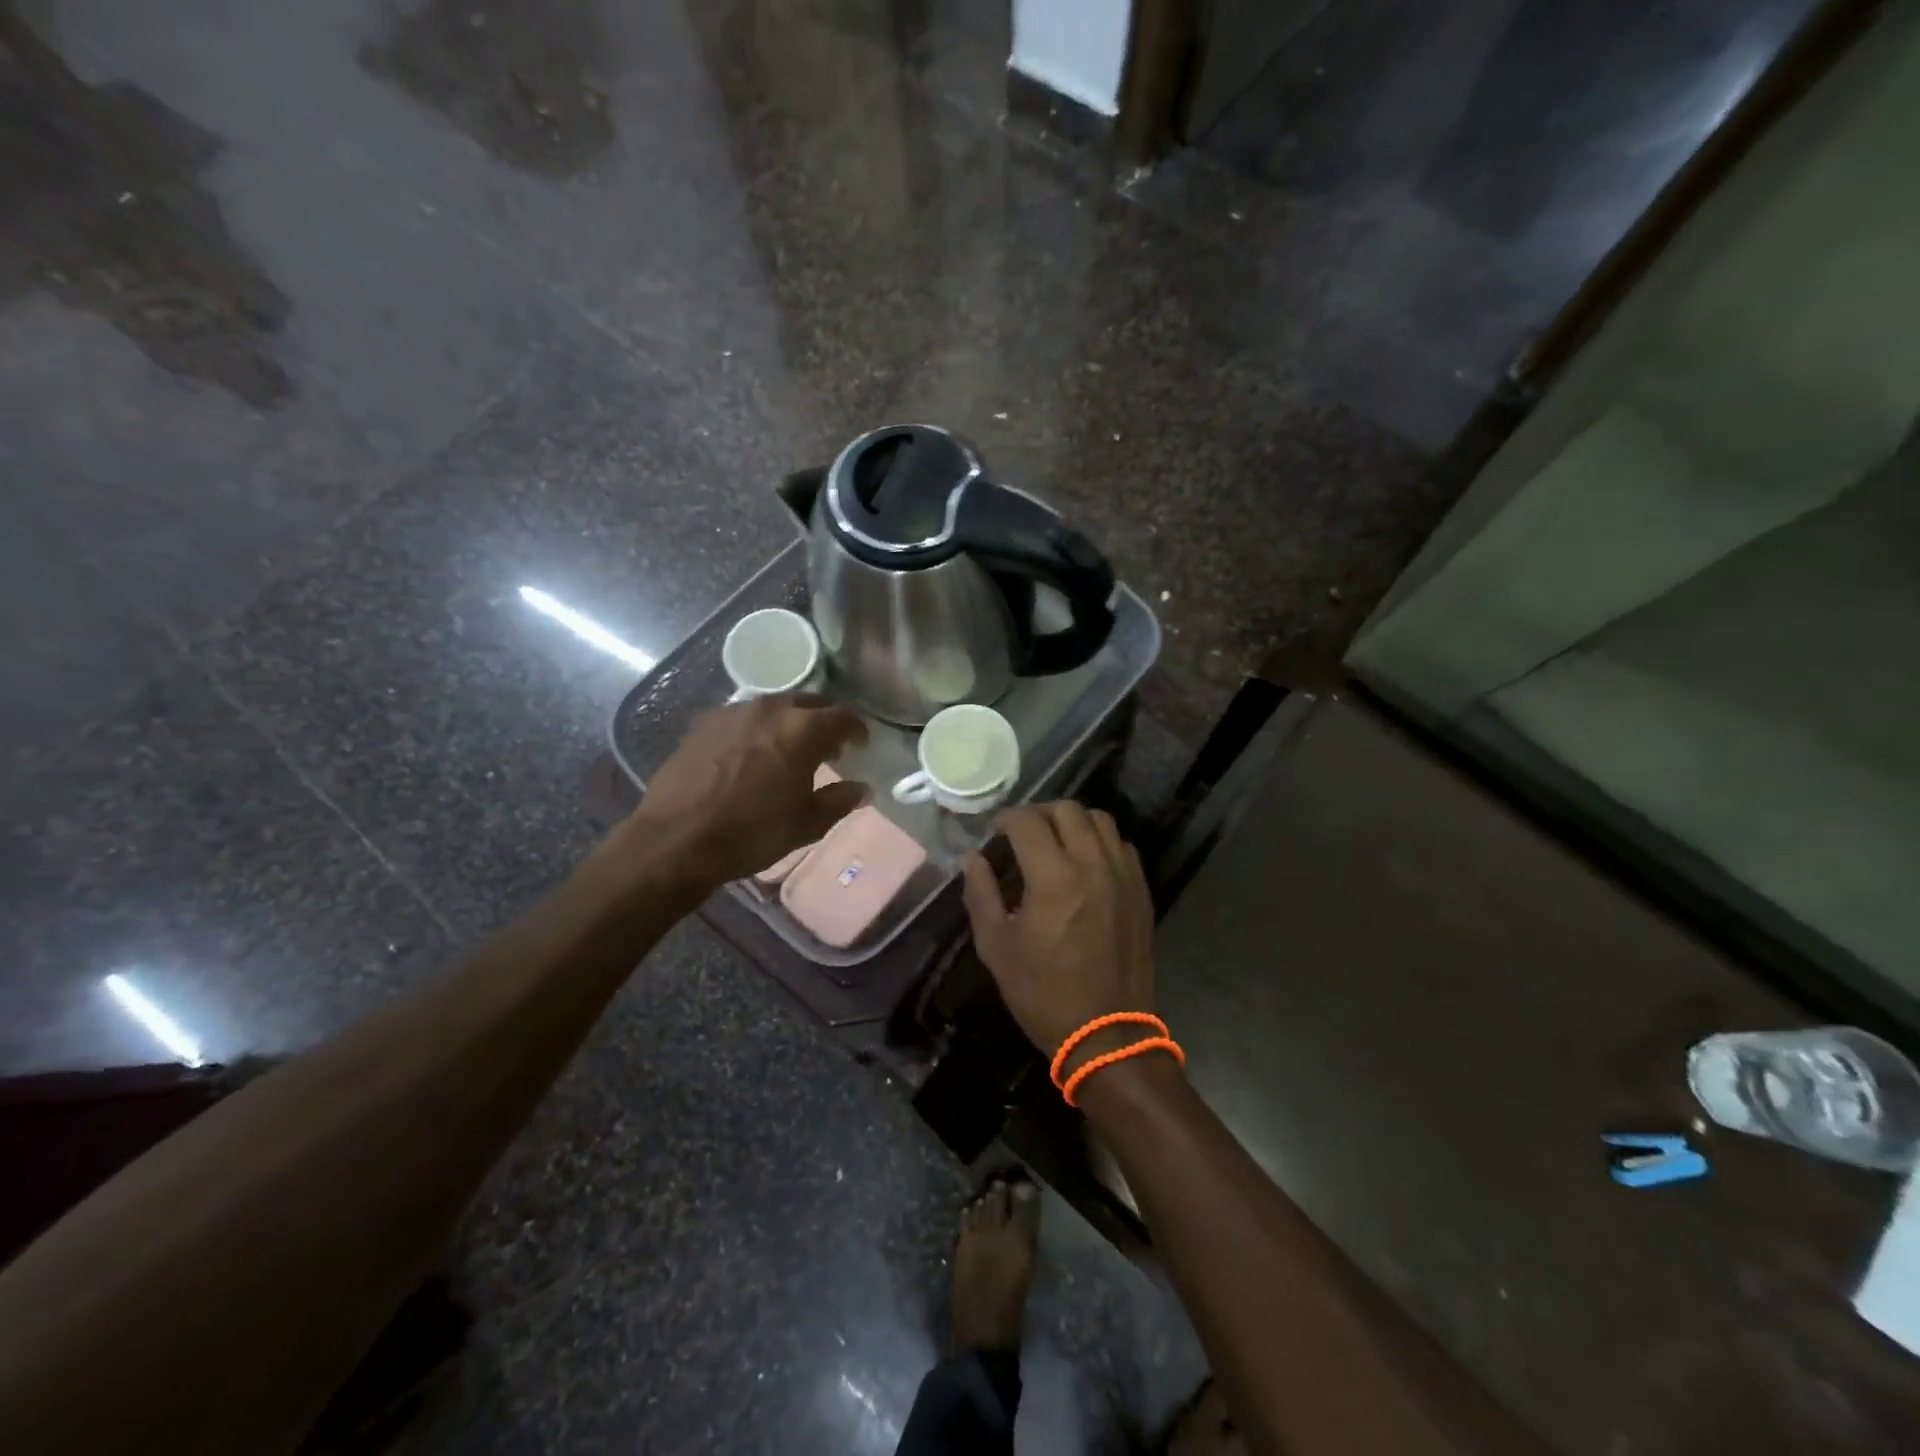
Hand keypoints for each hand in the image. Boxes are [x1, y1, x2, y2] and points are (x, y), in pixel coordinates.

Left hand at [602, 693, 866, 893]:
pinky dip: (758, 729)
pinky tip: (752, 753)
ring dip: (789, 722)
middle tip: (828, 747)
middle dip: (824, 721)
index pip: (843, 717)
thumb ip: (840, 800)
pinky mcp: (705, 723)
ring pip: (774, 707)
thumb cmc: (752, 832)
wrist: (676, 839)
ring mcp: (733, 712)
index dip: (857, 729)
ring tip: (789, 749)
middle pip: (809, 703)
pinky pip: (743, 717)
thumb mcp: (806, 824)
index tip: (860, 744)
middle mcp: (770, 709)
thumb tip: (861, 788)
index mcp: (802, 730)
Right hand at [962, 803, 1155, 1058]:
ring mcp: (1124, 876)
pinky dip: (1100, 841)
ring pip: (1101, 821)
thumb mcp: (996, 947)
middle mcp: (1093, 866)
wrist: (1107, 1034)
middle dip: (1039, 813)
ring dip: (1073, 822)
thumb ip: (980, 894)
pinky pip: (1122, 846)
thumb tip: (972, 858)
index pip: (1028, 822)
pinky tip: (1086, 862)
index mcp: (1054, 878)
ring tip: (1056, 842)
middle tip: (1023, 833)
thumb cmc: (1043, 993)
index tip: (995, 831)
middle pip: (1068, 810)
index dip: (1006, 818)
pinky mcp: (1141, 891)